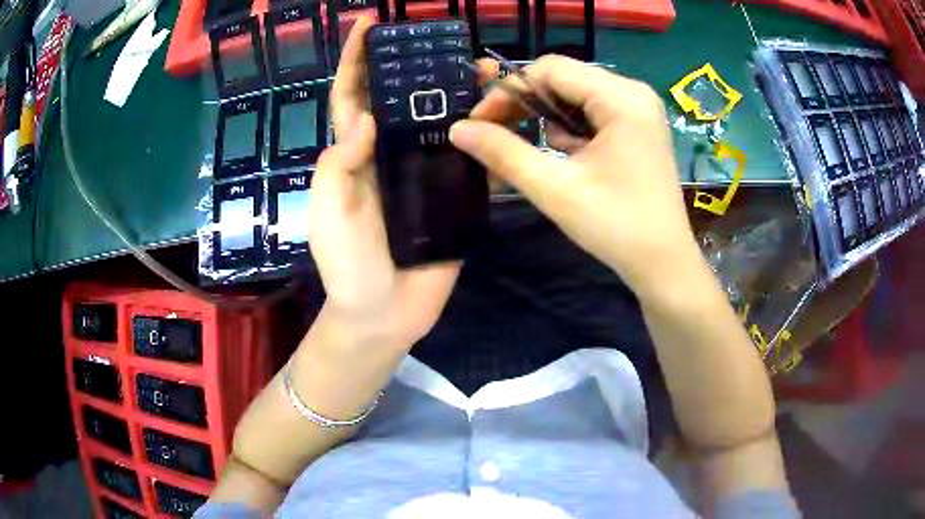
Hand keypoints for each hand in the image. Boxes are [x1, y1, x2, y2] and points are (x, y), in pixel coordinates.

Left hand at [307, 18, 495, 346]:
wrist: (384, 314)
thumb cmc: (347, 264)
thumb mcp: (328, 212)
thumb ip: (338, 164)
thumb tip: (365, 113)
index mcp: (353, 155)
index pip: (351, 97)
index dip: (355, 59)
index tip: (368, 24)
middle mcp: (388, 155)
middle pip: (402, 100)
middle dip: (417, 66)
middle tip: (443, 42)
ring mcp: (422, 173)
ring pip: (440, 122)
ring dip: (457, 94)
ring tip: (483, 70)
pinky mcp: (452, 195)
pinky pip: (468, 158)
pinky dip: (482, 134)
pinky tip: (502, 114)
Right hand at [449, 55, 699, 298]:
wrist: (663, 264)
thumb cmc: (616, 227)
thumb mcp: (555, 188)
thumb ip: (503, 153)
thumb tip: (457, 129)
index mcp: (621, 98)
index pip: (551, 69)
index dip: (508, 90)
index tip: (479, 123)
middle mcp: (634, 92)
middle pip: (564, 80)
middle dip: (526, 107)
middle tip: (495, 137)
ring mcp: (639, 109)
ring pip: (575, 97)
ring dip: (549, 123)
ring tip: (549, 161)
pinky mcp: (639, 126)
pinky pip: (592, 113)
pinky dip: (571, 132)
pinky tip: (573, 162)